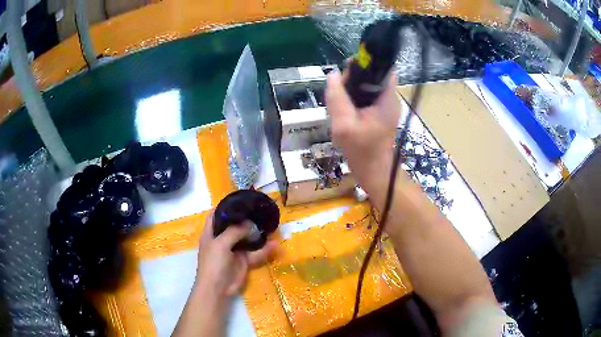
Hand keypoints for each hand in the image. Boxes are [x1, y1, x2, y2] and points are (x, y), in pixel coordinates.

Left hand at [195, 212, 276, 298]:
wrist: (217, 289)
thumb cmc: (213, 264)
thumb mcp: (220, 244)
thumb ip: (234, 232)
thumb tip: (248, 223)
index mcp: (211, 233)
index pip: (216, 215)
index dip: (226, 207)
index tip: (241, 200)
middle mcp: (222, 239)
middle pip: (234, 225)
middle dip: (246, 218)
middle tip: (260, 210)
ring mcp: (234, 250)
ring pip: (247, 239)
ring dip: (257, 233)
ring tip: (270, 224)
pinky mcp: (244, 261)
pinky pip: (255, 253)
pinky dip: (265, 250)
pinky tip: (275, 244)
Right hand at [326, 70, 401, 190]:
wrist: (373, 171)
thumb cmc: (361, 151)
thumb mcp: (344, 125)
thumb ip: (337, 98)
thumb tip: (332, 74)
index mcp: (387, 99)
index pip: (382, 69)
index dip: (365, 65)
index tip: (348, 75)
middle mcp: (389, 98)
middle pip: (372, 75)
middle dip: (354, 79)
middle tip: (339, 94)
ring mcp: (385, 105)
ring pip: (367, 85)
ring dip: (352, 90)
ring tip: (341, 104)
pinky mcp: (380, 111)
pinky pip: (366, 96)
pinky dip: (355, 99)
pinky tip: (346, 111)